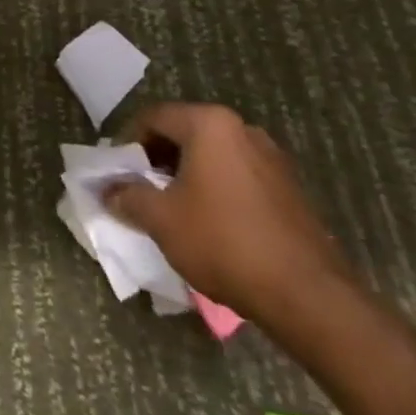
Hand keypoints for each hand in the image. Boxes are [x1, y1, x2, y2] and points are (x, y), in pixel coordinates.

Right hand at [105, 103, 353, 327]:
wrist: (308, 296)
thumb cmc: (223, 242)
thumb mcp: (161, 219)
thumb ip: (128, 196)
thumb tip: (107, 190)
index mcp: (209, 125)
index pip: (153, 117)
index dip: (127, 142)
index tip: (117, 171)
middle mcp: (242, 130)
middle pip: (184, 132)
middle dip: (157, 157)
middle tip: (139, 187)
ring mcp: (271, 159)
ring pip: (212, 154)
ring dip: (186, 173)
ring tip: (171, 206)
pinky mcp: (289, 188)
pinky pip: (237, 175)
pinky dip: (215, 187)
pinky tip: (208, 221)